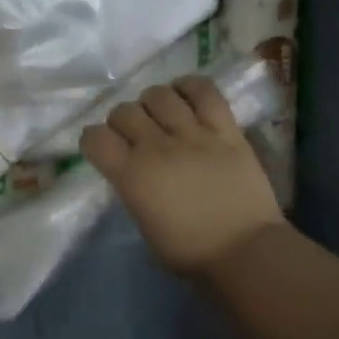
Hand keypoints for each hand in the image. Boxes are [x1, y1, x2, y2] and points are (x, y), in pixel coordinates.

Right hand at [81, 77, 285, 276]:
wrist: (245, 252)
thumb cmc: (189, 252)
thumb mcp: (143, 223)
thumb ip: (133, 189)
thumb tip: (133, 171)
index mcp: (131, 175)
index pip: (95, 137)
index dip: (93, 140)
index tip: (102, 149)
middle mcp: (156, 147)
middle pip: (124, 111)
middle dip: (122, 121)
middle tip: (134, 135)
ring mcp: (193, 134)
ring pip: (159, 95)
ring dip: (152, 102)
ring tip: (160, 115)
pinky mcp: (226, 129)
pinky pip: (205, 92)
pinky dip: (190, 87)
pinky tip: (186, 95)